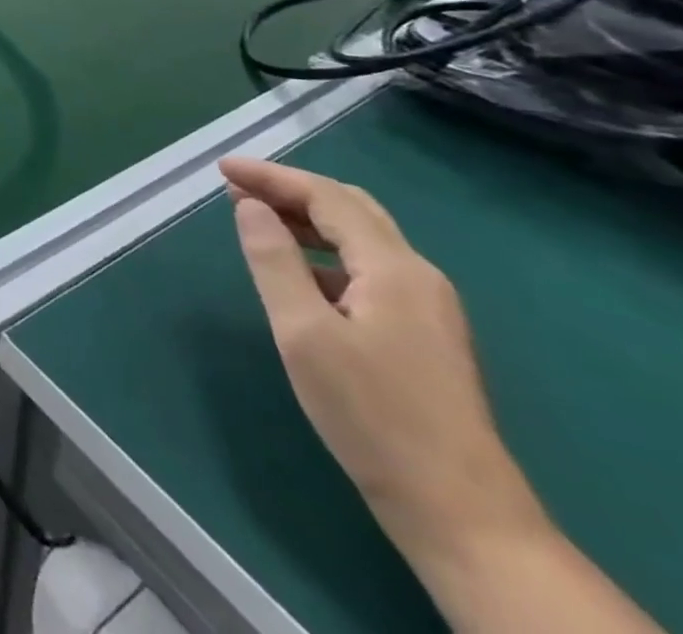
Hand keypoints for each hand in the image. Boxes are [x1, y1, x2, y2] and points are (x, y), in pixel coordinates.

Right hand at [219, 157, 546, 571]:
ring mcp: (429, 307)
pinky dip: (326, 254)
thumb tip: (251, 207)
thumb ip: (274, 261)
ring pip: (362, 239)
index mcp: (393, 268)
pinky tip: (300, 274)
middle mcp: (419, 276)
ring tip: (259, 221)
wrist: (461, 514)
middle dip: (291, 190)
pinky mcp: (426, 335)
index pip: (327, 197)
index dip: (271, 176)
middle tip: (238, 188)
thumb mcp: (303, 333)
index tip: (221, 168)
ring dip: (308, 221)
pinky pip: (369, 269)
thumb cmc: (372, 415)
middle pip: (351, 208)